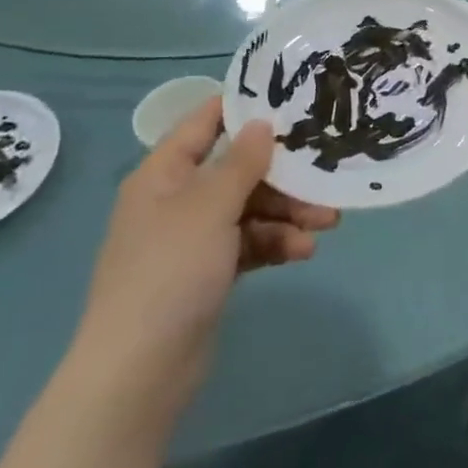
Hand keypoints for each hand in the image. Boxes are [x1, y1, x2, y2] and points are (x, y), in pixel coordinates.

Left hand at [69, 98, 337, 425]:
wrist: (140, 370)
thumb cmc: (170, 272)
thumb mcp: (210, 208)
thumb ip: (241, 162)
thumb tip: (261, 122)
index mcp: (164, 175)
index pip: (204, 123)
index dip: (243, 106)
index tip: (292, 97)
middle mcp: (177, 200)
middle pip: (238, 170)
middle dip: (284, 174)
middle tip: (327, 174)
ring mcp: (193, 238)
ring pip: (250, 208)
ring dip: (288, 213)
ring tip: (328, 223)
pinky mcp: (209, 272)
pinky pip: (250, 243)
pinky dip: (276, 243)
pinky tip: (303, 251)